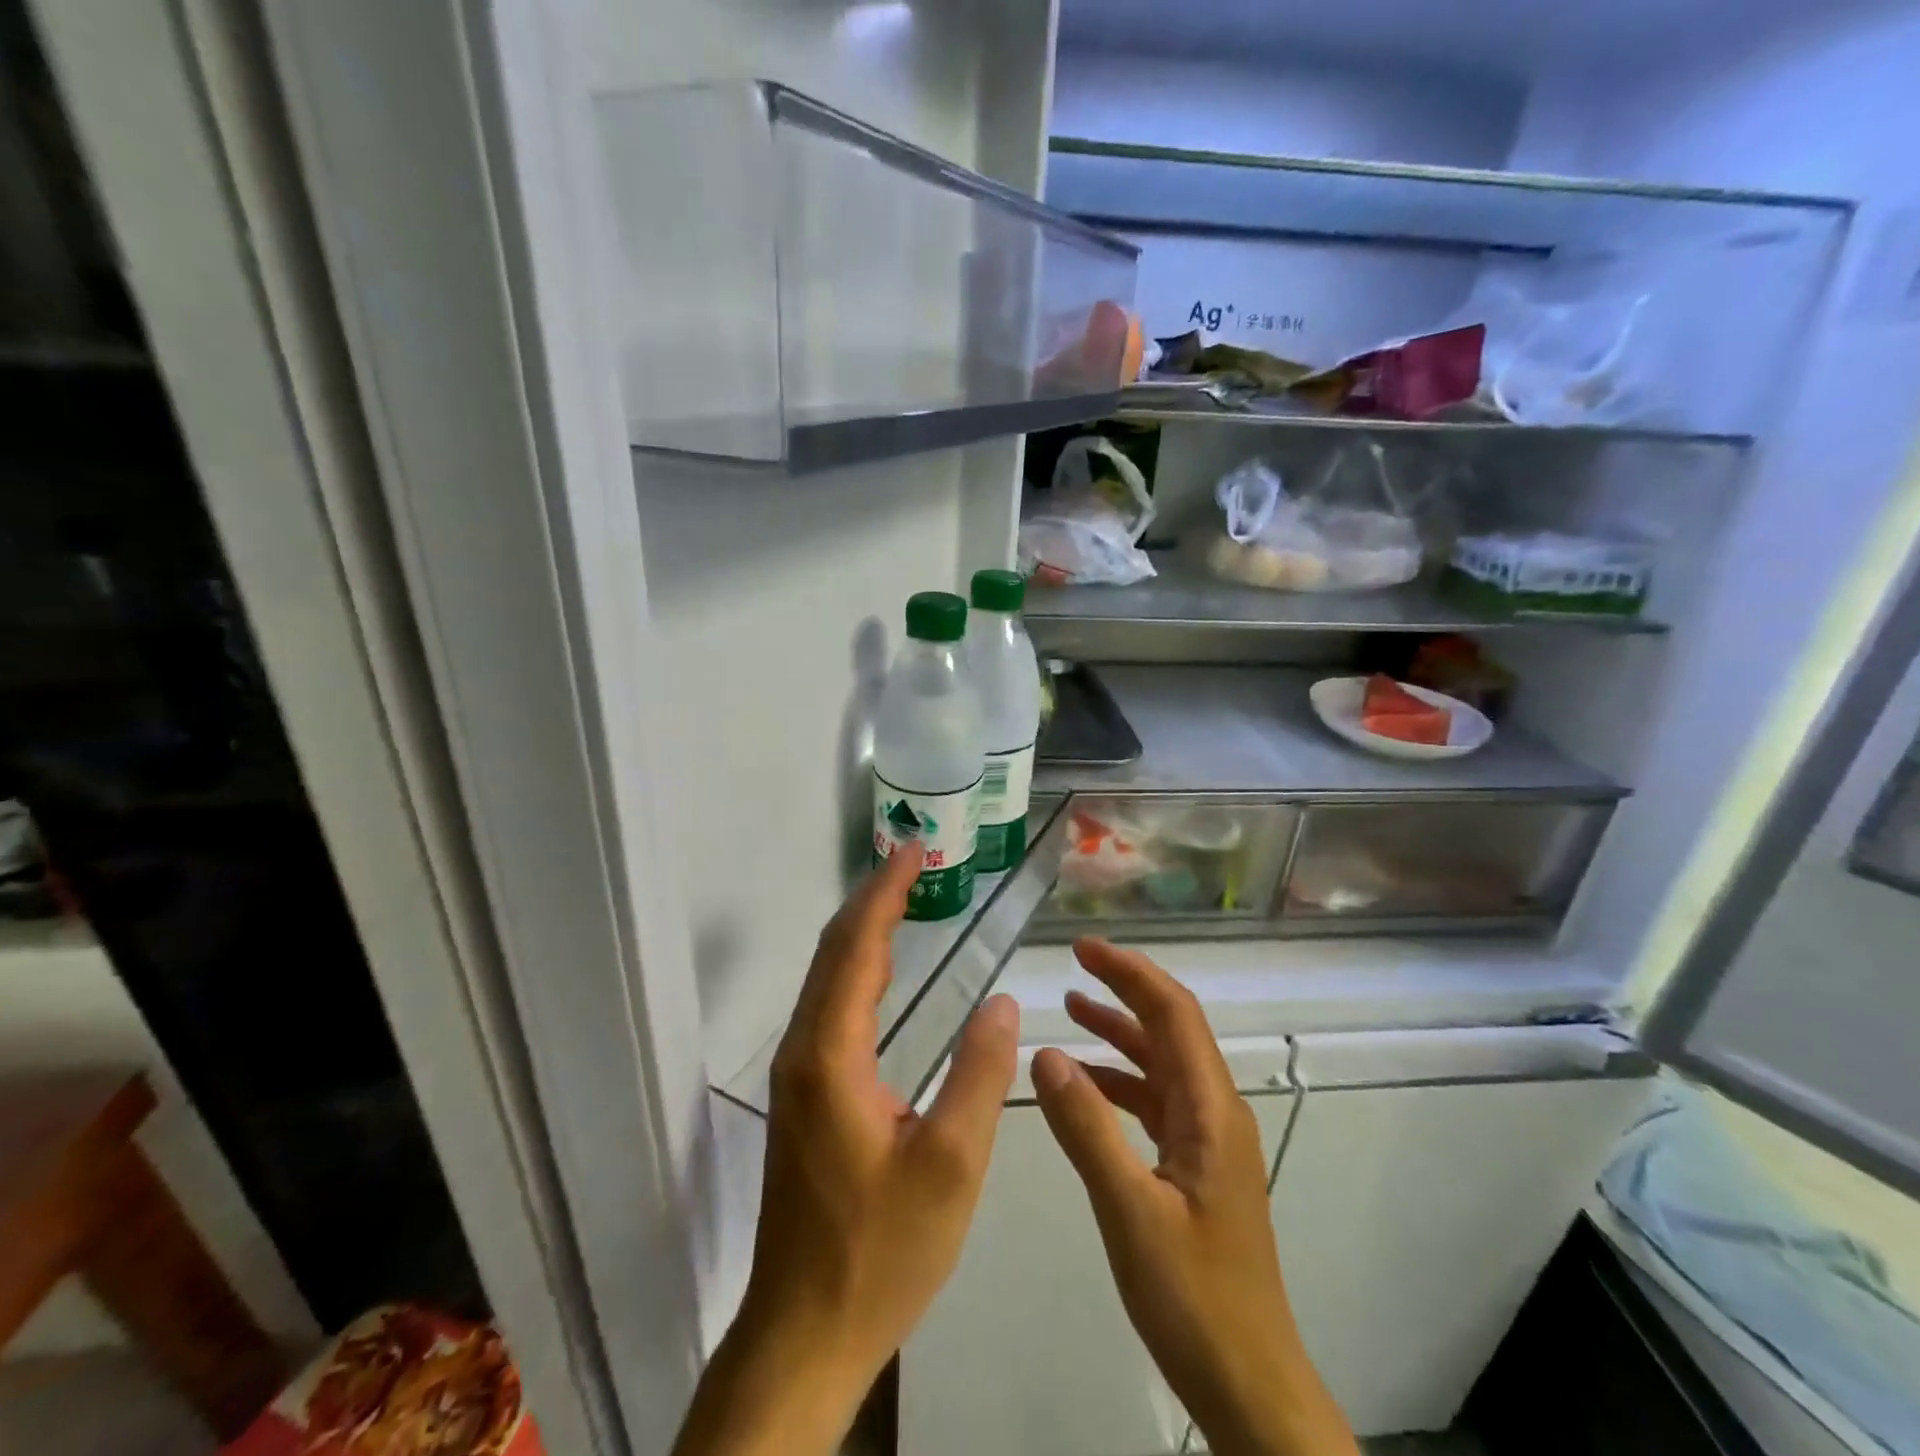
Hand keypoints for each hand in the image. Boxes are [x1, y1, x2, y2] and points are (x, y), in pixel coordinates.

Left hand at [674, 844, 1019, 1455]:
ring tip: (904, 898)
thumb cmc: (881, 1250)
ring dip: (863, 930)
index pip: (856, 948)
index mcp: (831, 1054)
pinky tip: (883, 972)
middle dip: (872, 900)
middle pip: (834, 952)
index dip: (885, 894)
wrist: (804, 1333)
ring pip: (827, 977)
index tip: (913, 850)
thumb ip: (979, 1075)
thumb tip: (1004, 1002)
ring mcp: (797, 1072)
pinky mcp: (803, 1094)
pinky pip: (829, 1005)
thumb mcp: (951, 1166)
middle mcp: (803, 1049)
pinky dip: (857, 968)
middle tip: (913, 861)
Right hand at [1032, 940, 1357, 1455]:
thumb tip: (1044, 1053)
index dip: (1130, 973)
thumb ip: (1086, 1127)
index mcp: (1210, 1110)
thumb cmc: (1194, 1298)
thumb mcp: (1129, 1210)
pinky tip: (1084, 1086)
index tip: (1083, 949)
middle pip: (1170, 1029)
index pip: (1172, 1014)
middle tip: (1072, 967)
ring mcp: (1208, 1141)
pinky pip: (1156, 1102)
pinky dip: (1120, 1081)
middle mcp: (1215, 1112)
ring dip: (1120, 1033)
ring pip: (1162, 1064)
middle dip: (1124, 990)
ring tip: (1071, 1010)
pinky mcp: (1196, 1168)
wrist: (1251, 1385)